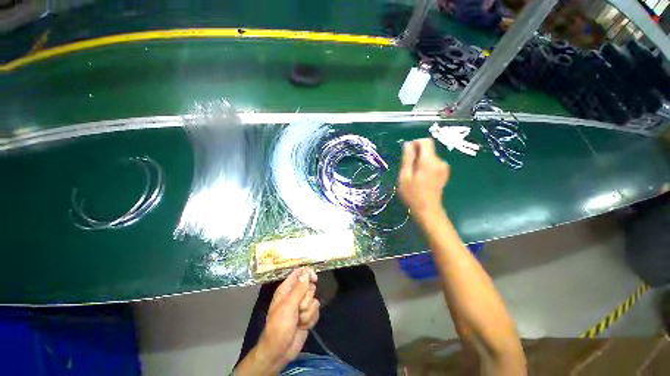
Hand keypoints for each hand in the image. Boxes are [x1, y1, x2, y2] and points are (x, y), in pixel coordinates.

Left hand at [237, 267, 319, 374]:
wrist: (280, 351)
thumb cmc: (279, 327)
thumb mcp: (288, 306)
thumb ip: (299, 288)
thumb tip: (306, 272)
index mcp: (287, 289)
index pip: (299, 273)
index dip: (308, 273)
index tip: (314, 279)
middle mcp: (295, 295)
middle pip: (309, 286)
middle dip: (307, 299)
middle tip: (299, 308)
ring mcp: (302, 306)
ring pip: (314, 300)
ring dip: (308, 312)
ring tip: (299, 320)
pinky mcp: (307, 316)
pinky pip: (316, 310)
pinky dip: (311, 319)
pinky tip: (303, 325)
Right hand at [398, 139, 449, 221]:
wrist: (427, 210)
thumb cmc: (413, 194)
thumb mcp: (405, 176)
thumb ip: (407, 158)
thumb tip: (408, 144)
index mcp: (429, 161)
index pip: (425, 141)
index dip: (415, 143)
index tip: (407, 154)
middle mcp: (440, 161)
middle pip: (427, 149)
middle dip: (416, 154)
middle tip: (407, 169)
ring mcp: (444, 167)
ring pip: (429, 156)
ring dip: (420, 161)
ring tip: (413, 175)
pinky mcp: (444, 173)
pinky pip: (433, 163)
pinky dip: (425, 166)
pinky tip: (420, 178)